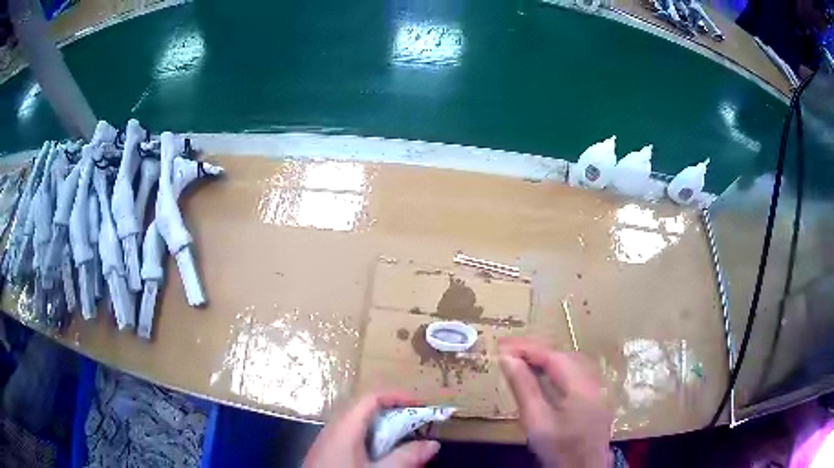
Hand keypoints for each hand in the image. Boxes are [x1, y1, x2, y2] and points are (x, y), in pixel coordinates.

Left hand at [303, 391, 440, 467]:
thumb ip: (406, 457)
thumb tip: (433, 444)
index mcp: (345, 427)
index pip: (371, 398)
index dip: (397, 396)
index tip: (421, 406)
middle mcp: (334, 428)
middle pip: (365, 409)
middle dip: (394, 412)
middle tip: (417, 424)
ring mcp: (328, 440)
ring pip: (358, 423)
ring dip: (383, 427)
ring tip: (403, 439)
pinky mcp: (326, 452)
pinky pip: (351, 436)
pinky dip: (371, 438)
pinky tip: (380, 455)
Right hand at [498, 337, 612, 467]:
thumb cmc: (559, 450)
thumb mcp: (537, 422)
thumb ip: (524, 388)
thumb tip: (507, 359)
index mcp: (581, 386)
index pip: (552, 356)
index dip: (527, 347)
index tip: (501, 345)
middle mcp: (594, 380)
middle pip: (564, 355)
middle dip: (535, 349)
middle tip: (507, 351)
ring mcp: (598, 388)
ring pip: (571, 362)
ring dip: (545, 357)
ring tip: (520, 359)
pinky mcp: (596, 396)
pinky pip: (575, 372)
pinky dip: (555, 368)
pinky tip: (542, 374)